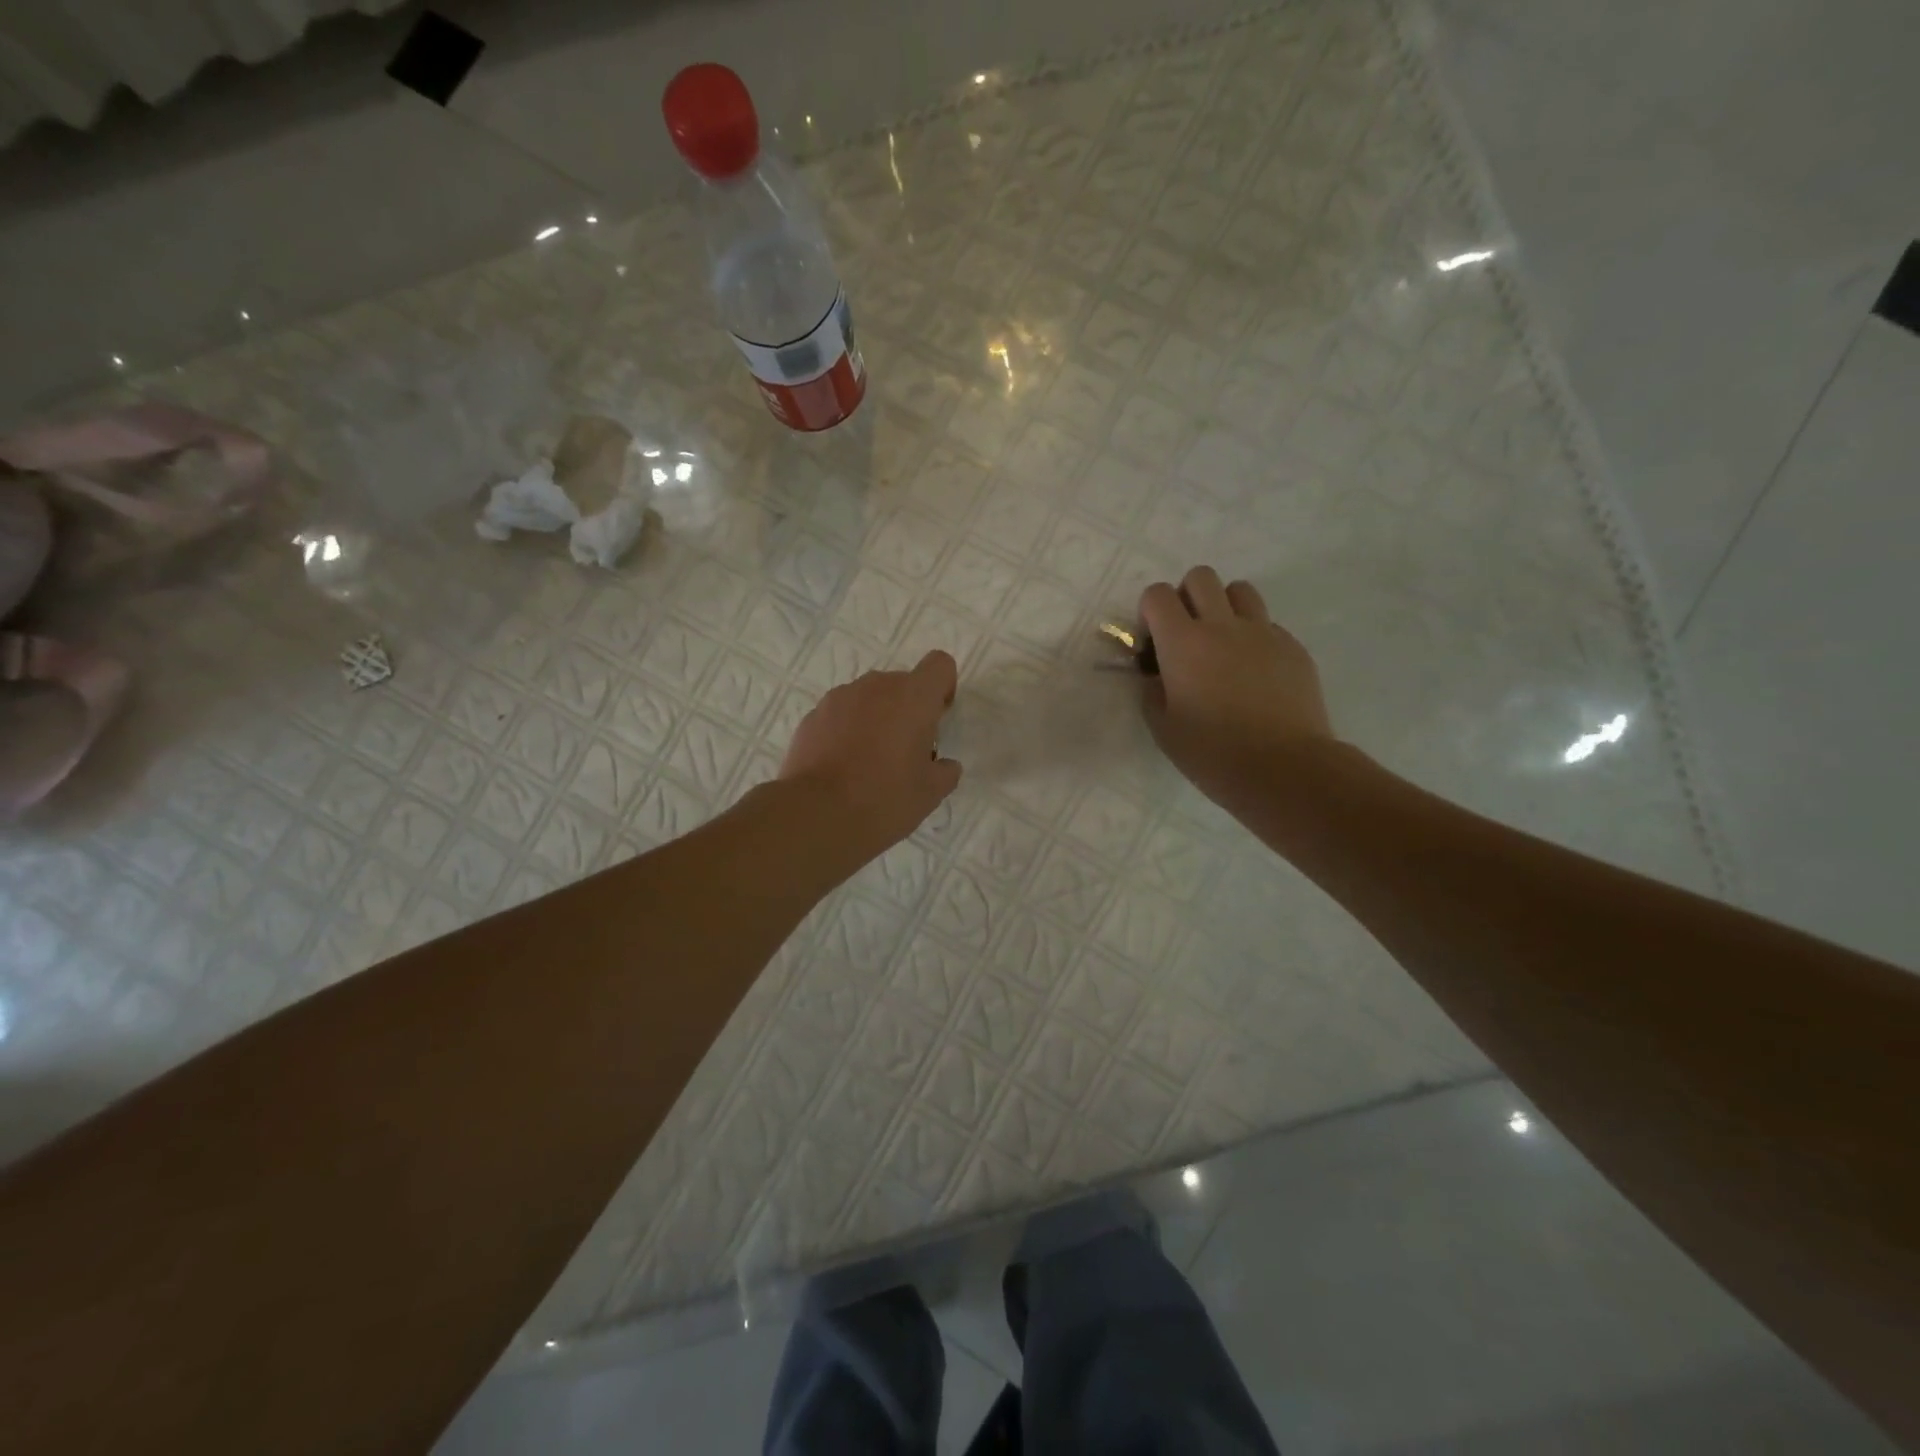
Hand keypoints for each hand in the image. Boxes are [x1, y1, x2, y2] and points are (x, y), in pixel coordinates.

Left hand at [780, 651, 962, 861]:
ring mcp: (839, 698)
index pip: (939, 665)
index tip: (936, 721)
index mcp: (913, 697)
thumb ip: (944, 771)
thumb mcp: (930, 793)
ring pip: (868, 698)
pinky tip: (842, 767)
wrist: (816, 814)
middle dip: (908, 709)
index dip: (943, 688)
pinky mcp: (812, 716)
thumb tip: (943, 765)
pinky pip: (840, 714)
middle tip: (905, 752)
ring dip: (876, 718)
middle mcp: (876, 686)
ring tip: (869, 762)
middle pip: (902, 683)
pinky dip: (846, 730)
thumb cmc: (884, 799)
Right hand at [1140, 566, 1335, 819]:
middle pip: (1200, 577)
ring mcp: (1263, 632)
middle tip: (1186, 634)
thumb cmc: (1212, 752)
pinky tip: (1254, 673)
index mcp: (1183, 642)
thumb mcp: (1163, 727)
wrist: (1283, 768)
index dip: (1149, 612)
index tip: (1153, 643)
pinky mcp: (1293, 647)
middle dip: (1186, 597)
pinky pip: (1268, 624)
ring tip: (1222, 643)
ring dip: (1224, 607)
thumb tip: (1157, 674)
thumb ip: (1152, 690)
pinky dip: (1254, 637)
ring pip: (1240, 590)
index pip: (1157, 594)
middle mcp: (1222, 625)